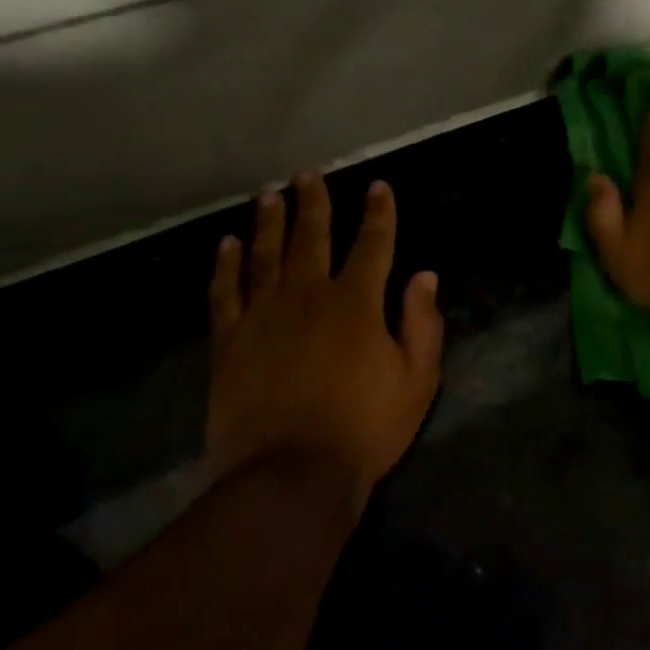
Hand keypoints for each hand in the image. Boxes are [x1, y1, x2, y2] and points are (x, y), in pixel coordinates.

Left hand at [207, 173, 443, 510]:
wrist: (290, 476)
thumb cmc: (364, 429)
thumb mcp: (417, 380)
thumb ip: (422, 323)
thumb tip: (425, 275)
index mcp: (357, 302)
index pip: (373, 244)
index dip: (379, 213)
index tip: (379, 187)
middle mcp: (309, 295)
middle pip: (312, 236)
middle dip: (314, 202)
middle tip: (308, 173)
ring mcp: (263, 315)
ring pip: (266, 254)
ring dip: (269, 222)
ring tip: (269, 195)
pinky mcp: (229, 341)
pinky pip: (225, 292)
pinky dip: (226, 265)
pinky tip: (225, 244)